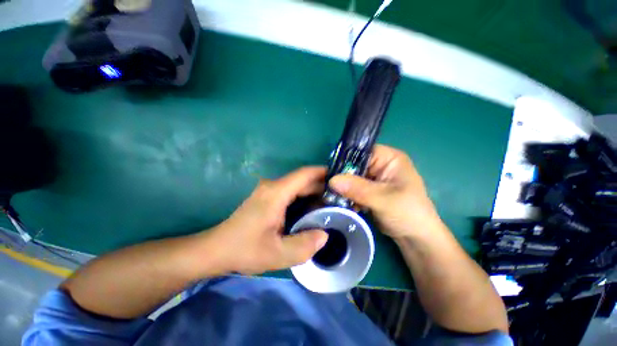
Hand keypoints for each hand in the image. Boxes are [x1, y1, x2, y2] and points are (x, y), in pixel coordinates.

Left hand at [208, 167, 328, 274]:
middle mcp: (273, 186)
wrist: (217, 249)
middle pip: (302, 179)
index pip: (304, 174)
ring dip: (313, 192)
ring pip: (297, 186)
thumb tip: (325, 235)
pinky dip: (304, 198)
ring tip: (330, 204)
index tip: (340, 178)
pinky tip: (312, 209)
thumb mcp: (276, 254)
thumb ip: (304, 246)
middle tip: (339, 198)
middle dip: (322, 186)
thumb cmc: (244, 249)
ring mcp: (269, 191)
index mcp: (276, 193)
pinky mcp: (267, 197)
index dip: (323, 172)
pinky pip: (291, 192)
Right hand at [329, 145, 440, 239]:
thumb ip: (358, 189)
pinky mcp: (368, 191)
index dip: (345, 159)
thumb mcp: (383, 199)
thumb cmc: (408, 213)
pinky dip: (345, 195)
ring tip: (329, 196)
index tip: (330, 171)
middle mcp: (380, 165)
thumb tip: (332, 180)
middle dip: (341, 176)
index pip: (361, 151)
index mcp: (388, 158)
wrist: (415, 237)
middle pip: (354, 165)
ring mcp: (373, 179)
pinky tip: (339, 202)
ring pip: (351, 178)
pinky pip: (352, 188)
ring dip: (341, 187)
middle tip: (326, 185)